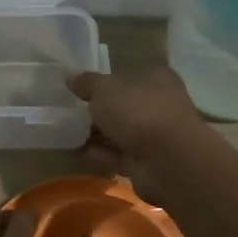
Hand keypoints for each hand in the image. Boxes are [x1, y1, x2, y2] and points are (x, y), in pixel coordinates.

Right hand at [68, 66, 209, 201]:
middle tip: (70, 112)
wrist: (168, 161)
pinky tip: (82, 153)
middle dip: (99, 110)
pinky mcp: (148, 162)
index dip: (104, 80)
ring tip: (69, 133)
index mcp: (155, 77)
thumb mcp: (104, 89)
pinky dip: (103, 154)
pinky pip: (120, 155)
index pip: (127, 74)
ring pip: (121, 132)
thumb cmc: (138, 112)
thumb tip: (71, 78)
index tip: (79, 88)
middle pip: (123, 105)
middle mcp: (159, 103)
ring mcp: (155, 135)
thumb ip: (87, 83)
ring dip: (98, 134)